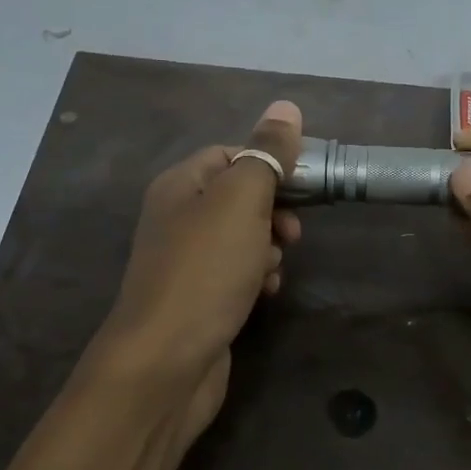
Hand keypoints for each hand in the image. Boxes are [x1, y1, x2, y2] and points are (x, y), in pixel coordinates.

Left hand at [90, 100, 304, 451]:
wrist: (166, 362)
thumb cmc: (205, 272)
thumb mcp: (241, 202)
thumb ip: (266, 155)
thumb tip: (286, 107)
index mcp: (179, 185)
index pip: (231, 154)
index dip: (269, 164)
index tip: (303, 186)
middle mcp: (177, 218)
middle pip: (240, 197)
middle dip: (274, 211)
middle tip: (293, 233)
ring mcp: (187, 261)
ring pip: (244, 237)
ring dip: (269, 247)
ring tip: (273, 267)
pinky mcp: (200, 298)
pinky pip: (238, 273)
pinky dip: (257, 278)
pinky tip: (265, 293)